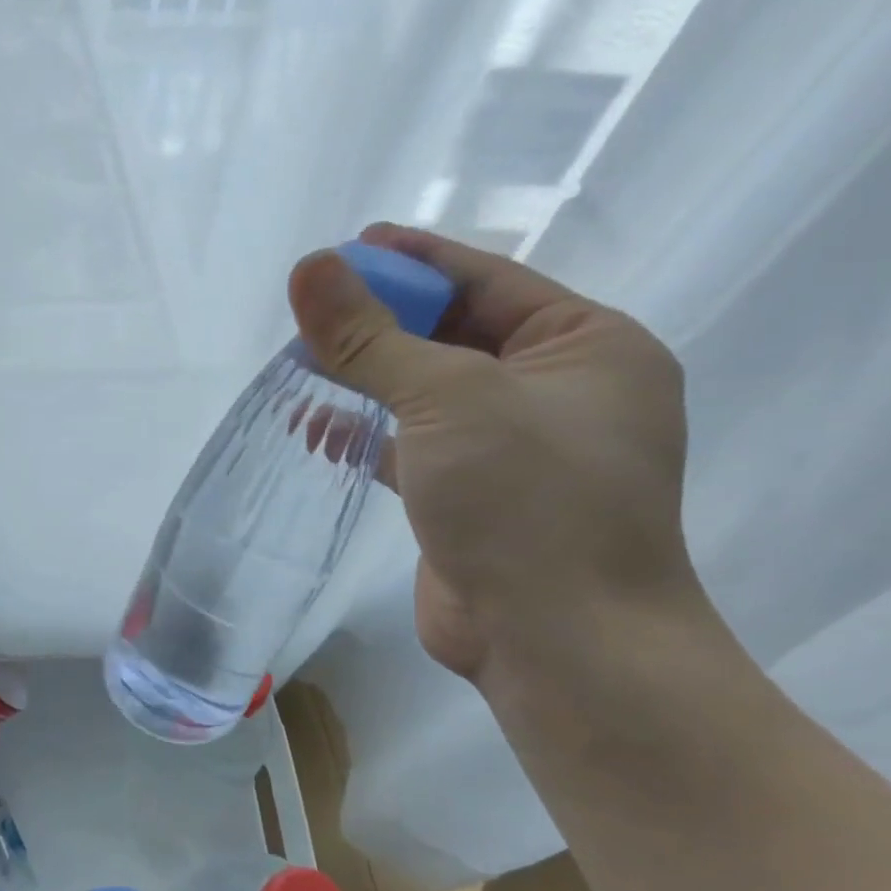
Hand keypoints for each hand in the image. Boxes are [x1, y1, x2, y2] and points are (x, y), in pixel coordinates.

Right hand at [288, 224, 697, 680]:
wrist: (560, 643)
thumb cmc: (525, 500)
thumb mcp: (447, 399)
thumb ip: (371, 337)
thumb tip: (307, 270)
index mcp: (588, 347)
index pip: (487, 281)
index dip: (414, 261)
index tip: (347, 247)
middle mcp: (560, 392)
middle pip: (454, 335)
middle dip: (381, 323)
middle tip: (310, 309)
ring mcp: (517, 449)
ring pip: (429, 392)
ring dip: (368, 379)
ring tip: (301, 365)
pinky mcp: (475, 496)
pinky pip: (415, 445)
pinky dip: (368, 433)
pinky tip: (317, 428)